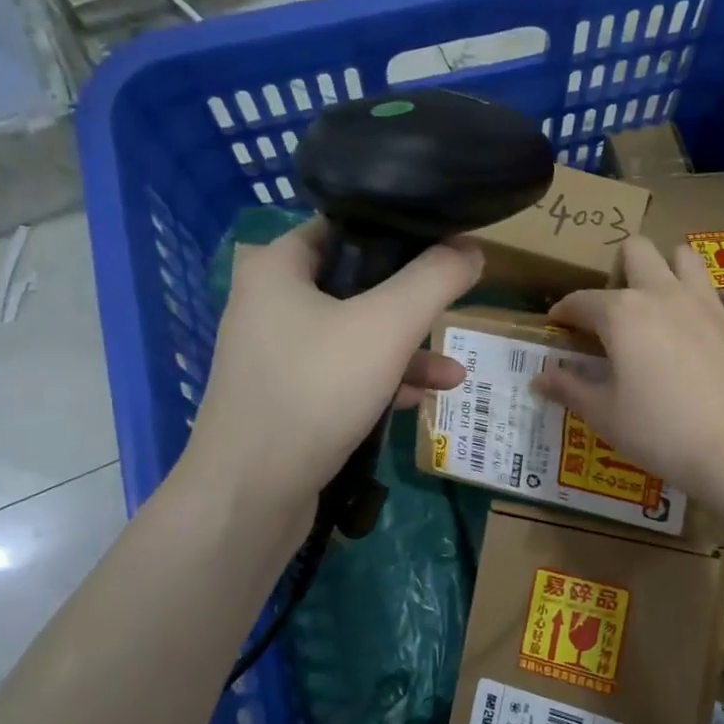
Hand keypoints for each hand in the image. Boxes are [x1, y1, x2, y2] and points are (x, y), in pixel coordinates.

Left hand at [180, 219, 482, 513]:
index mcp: (278, 267)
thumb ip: (434, 280)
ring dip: (405, 351)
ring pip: (354, 336)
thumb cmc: (315, 391)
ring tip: (454, 373)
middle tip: (453, 307)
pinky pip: (343, 375)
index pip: (345, 227)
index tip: (446, 248)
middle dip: (411, 302)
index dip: (399, 233)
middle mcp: (270, 304)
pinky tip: (422, 401)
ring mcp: (276, 356)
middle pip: (355, 285)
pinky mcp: (287, 399)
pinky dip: (382, 382)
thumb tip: (472, 247)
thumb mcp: (386, 327)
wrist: (250, 495)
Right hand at [536, 237, 723, 509]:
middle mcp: (665, 295)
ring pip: (687, 257)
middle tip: (616, 310)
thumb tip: (539, 377)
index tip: (557, 325)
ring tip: (662, 306)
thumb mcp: (605, 416)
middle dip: (620, 269)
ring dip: (669, 271)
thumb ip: (570, 389)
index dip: (564, 312)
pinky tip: (708, 327)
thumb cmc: (661, 433)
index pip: (582, 301)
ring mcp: (710, 305)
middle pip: (637, 250)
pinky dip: (715, 303)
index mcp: (623, 314)